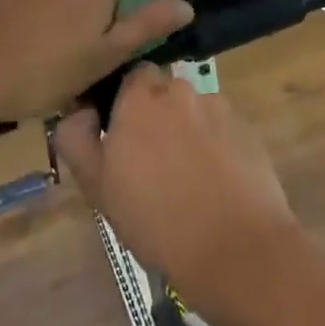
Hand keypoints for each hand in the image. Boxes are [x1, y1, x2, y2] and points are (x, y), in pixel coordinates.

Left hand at [0, 0, 191, 126]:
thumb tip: (187, 4)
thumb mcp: (103, 58)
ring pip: (56, 14)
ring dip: (55, 39)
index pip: (121, 9)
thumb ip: (145, 29)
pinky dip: (28, 37)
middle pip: (88, 10)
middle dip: (84, 40)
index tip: (98, 72)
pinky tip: (14, 66)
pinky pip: (27, 18)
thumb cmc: (44, 72)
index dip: (113, 43)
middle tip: (70, 81)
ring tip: (38, 79)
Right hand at [54, 66, 304, 307]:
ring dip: (188, 131)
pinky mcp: (247, 130)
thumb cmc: (156, 220)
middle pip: (164, 92)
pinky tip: (216, 184)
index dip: (125, 104)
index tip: (122, 138)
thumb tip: (80, 112)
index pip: (130, 77)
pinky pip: (222, 130)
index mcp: (140, 98)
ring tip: (189, 178)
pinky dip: (216, 147)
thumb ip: (77, 139)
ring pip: (194, 111)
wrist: (236, 249)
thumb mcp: (97, 186)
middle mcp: (180, 90)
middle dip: (158, 116)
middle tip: (153, 162)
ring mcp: (219, 107)